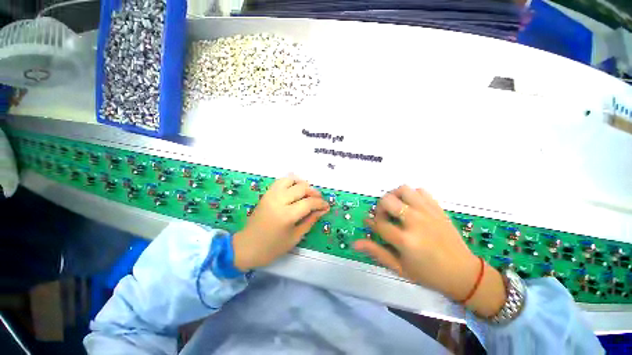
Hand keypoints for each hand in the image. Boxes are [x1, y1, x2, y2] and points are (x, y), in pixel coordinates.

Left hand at [233, 175, 329, 271]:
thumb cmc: (272, 247)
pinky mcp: (266, 194)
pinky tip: (295, 189)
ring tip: (307, 193)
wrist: (246, 246)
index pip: (309, 203)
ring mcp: (271, 195)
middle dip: (314, 192)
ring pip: (290, 179)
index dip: (320, 203)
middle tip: (319, 199)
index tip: (326, 206)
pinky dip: (290, 182)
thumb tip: (322, 210)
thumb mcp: (295, 237)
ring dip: (302, 184)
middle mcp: (279, 201)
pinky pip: (280, 181)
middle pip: (301, 188)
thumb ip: (310, 221)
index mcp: (287, 215)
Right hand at [354, 186, 505, 316]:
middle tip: (384, 216)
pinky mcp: (438, 208)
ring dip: (395, 196)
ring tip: (396, 208)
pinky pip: (421, 191)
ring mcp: (428, 212)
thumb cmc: (428, 274)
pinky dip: (412, 195)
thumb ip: (376, 252)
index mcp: (405, 240)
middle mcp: (415, 222)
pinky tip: (412, 206)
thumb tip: (355, 243)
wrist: (464, 273)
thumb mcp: (399, 268)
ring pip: (403, 190)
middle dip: (380, 207)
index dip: (371, 223)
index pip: (378, 223)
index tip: (369, 223)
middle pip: (387, 201)